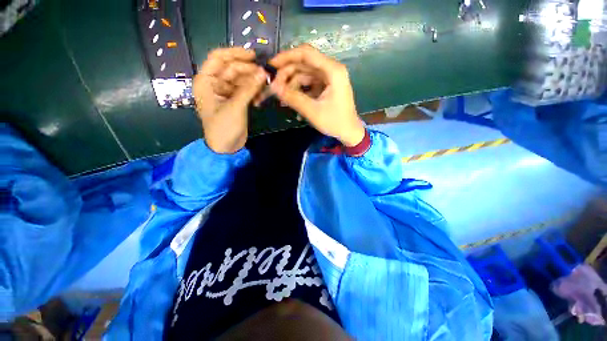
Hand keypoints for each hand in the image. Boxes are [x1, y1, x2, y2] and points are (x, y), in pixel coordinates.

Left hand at [194, 48, 266, 153]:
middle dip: (248, 71)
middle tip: (265, 75)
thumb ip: (249, 89)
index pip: (218, 58)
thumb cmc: (224, 127)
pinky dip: (253, 93)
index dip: (235, 53)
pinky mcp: (235, 101)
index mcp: (206, 81)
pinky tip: (260, 99)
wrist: (226, 147)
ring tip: (265, 87)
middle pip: (232, 69)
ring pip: (241, 80)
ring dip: (253, 83)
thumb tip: (263, 73)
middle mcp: (215, 84)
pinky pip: (245, 91)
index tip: (253, 55)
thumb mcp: (235, 107)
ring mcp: (226, 93)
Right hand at [269, 45, 364, 146]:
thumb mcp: (312, 111)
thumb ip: (293, 98)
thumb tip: (273, 87)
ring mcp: (328, 79)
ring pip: (304, 75)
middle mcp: (331, 70)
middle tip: (274, 88)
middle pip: (303, 64)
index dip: (286, 57)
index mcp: (332, 71)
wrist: (349, 132)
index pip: (306, 54)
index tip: (271, 66)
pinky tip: (293, 104)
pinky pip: (309, 85)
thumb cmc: (335, 122)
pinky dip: (300, 93)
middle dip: (287, 75)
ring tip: (282, 100)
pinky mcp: (326, 87)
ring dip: (292, 86)